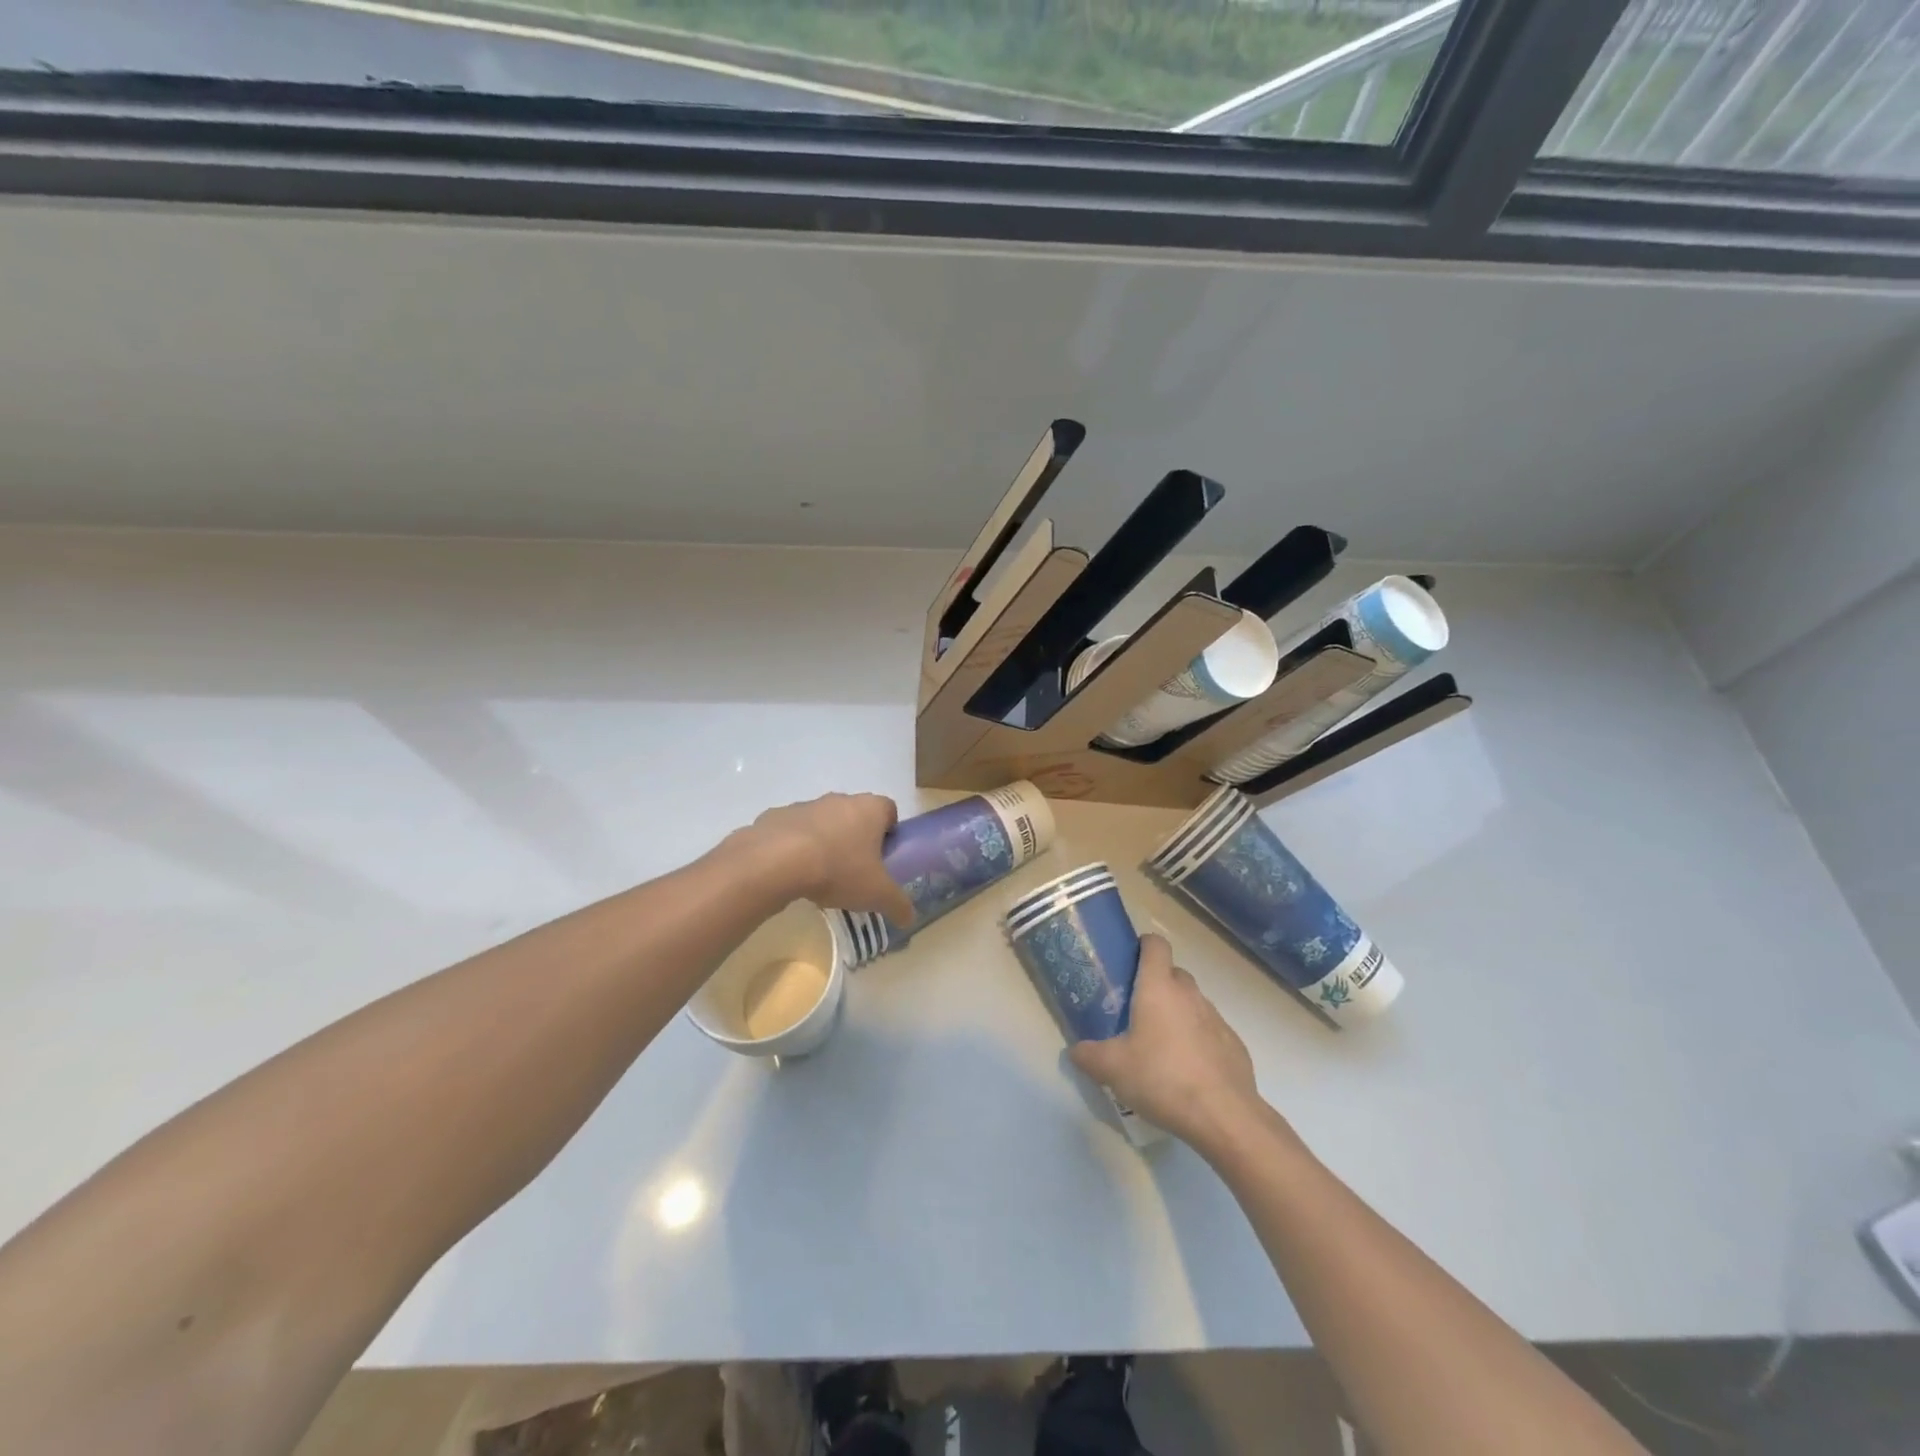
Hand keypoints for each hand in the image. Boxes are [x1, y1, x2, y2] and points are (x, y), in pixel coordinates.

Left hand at [747, 793, 915, 926]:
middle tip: (854, 869)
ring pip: (823, 821)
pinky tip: (791, 873)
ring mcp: (805, 805)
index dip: (889, 831)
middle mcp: (839, 799)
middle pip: (855, 814)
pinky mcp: (775, 816)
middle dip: (856, 838)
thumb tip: (910, 918)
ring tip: (820, 875)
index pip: (889, 810)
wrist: (776, 862)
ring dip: (824, 841)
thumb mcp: (877, 894)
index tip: (884, 856)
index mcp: (869, 809)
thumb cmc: (838, 869)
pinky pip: (791, 831)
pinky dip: (793, 847)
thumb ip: (898, 904)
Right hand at [1071, 934, 1265, 1151]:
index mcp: (1159, 987)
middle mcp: (1189, 994)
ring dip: (1177, 1013)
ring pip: (1192, 1003)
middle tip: (1136, 1010)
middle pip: (1173, 973)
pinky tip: (1188, 1070)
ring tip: (1160, 1045)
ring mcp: (1216, 1018)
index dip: (1143, 945)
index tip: (1128, 961)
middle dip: (1156, 984)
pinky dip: (1198, 1039)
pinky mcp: (1234, 1044)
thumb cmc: (1162, 1078)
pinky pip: (1210, 1030)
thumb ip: (1088, 1055)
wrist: (1224, 1116)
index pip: (1155, 944)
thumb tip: (1075, 1050)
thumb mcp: (1113, 1069)